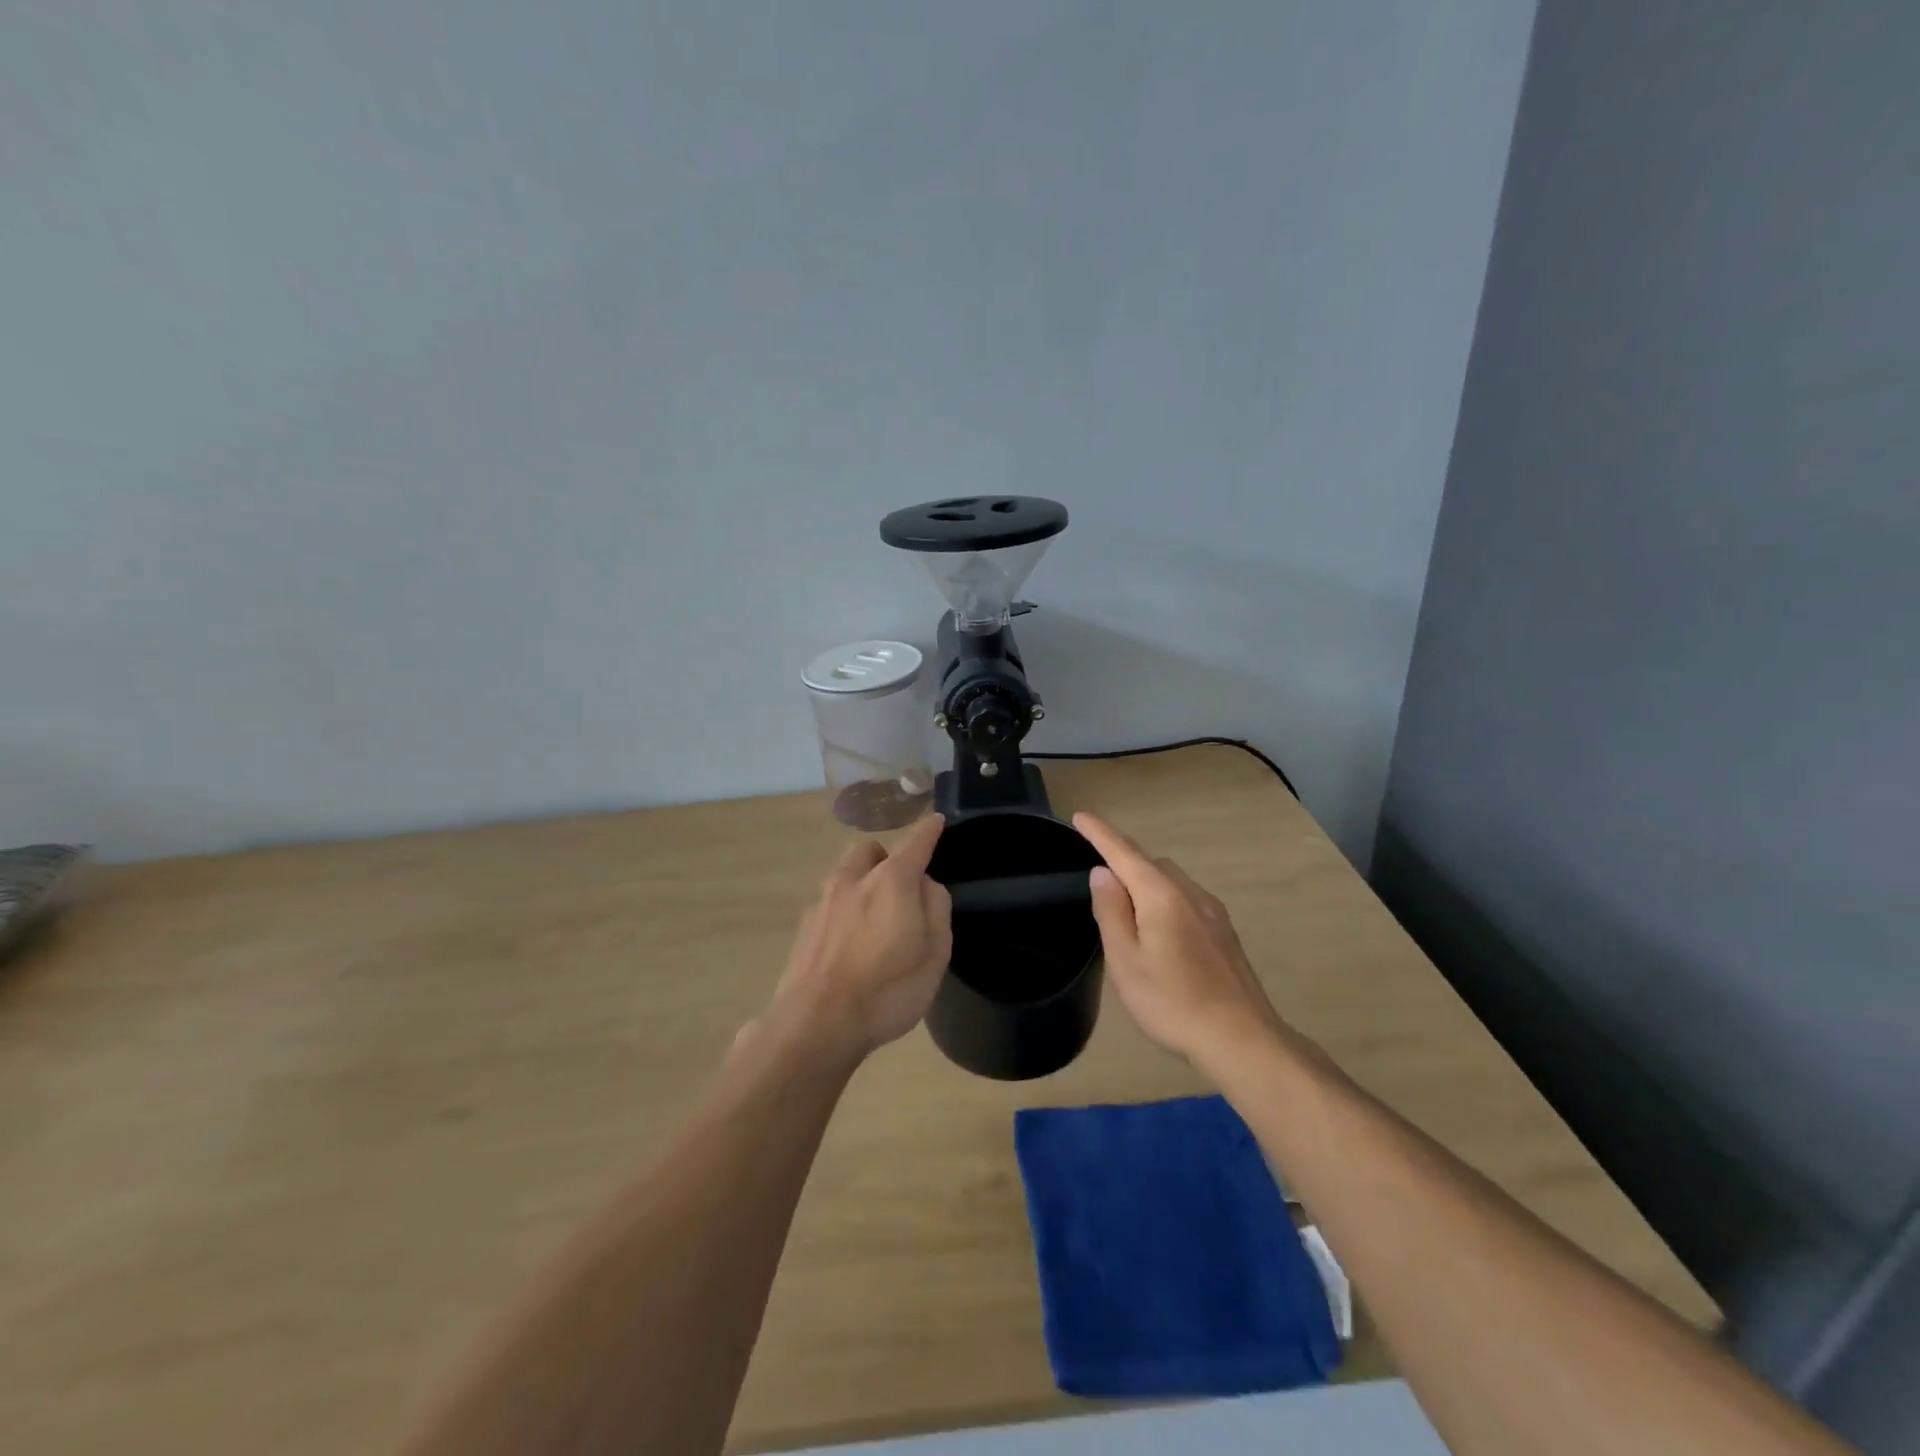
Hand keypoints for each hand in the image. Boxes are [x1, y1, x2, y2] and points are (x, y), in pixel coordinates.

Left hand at [759, 813, 951, 1064]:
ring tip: (872, 917)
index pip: (915, 843)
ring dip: (861, 882)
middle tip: (900, 886)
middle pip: (869, 852)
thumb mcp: (935, 953)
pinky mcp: (804, 928)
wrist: (817, 1023)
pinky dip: (843, 911)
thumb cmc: (888, 989)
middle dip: (885, 858)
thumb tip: (926, 884)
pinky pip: (829, 904)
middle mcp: (853, 880)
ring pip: (844, 875)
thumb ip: (936, 908)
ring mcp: (823, 903)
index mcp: (892, 881)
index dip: (928, 831)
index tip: (936, 821)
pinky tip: (848, 943)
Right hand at [1073, 812, 1284, 1062]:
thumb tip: (1102, 873)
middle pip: (1151, 864)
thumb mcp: (1126, 961)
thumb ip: (1111, 911)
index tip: (1080, 816)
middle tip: (1101, 890)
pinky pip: (1187, 901)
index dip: (1100, 833)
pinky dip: (1166, 902)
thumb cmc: (1173, 1002)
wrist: (1242, 1039)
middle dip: (1124, 864)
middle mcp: (1190, 894)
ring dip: (1147, 885)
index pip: (1124, 853)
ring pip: (1172, 882)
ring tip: (1130, 919)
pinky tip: (1163, 936)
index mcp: (1161, 896)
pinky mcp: (1225, 933)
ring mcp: (1213, 912)